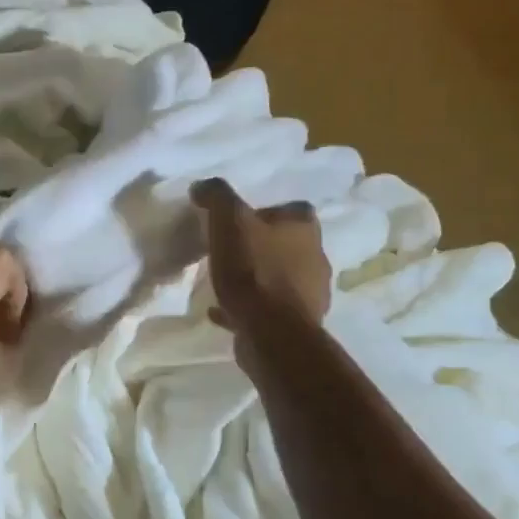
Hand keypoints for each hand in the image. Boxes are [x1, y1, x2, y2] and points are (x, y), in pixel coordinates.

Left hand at [0, 210, 29, 387]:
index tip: (52, 258)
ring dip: (7, 312)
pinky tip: (12, 340)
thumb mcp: (0, 261)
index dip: (27, 236)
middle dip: (20, 281)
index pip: (2, 221)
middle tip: (46, 298)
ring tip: (30, 324)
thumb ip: (19, 272)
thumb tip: (12, 306)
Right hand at [194, 177, 332, 336]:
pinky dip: (248, 308)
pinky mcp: (296, 324)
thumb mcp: (229, 221)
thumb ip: (217, 197)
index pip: (293, 209)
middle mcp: (315, 258)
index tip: (239, 222)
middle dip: (262, 247)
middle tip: (229, 251)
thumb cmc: (253, 270)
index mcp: (305, 229)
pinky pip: (268, 309)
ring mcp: (309, 294)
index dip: (267, 213)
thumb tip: (203, 186)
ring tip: (225, 283)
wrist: (271, 332)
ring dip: (257, 278)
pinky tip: (222, 312)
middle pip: (287, 245)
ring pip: (280, 278)